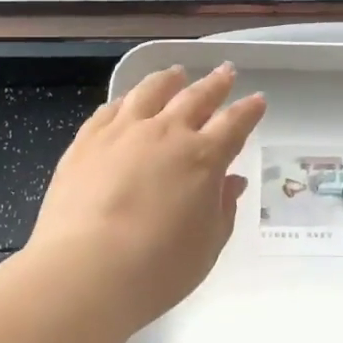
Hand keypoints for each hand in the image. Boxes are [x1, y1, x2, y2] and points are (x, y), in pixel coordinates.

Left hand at [30, 62, 265, 328]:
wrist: (85, 272)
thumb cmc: (158, 268)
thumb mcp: (207, 245)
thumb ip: (223, 209)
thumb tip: (231, 181)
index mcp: (203, 157)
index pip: (234, 124)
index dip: (248, 111)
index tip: (257, 99)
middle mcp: (166, 133)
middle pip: (196, 97)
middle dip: (215, 83)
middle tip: (226, 71)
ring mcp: (123, 132)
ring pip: (150, 91)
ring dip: (168, 80)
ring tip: (175, 73)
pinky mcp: (86, 141)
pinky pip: (110, 109)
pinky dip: (126, 100)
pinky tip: (127, 100)